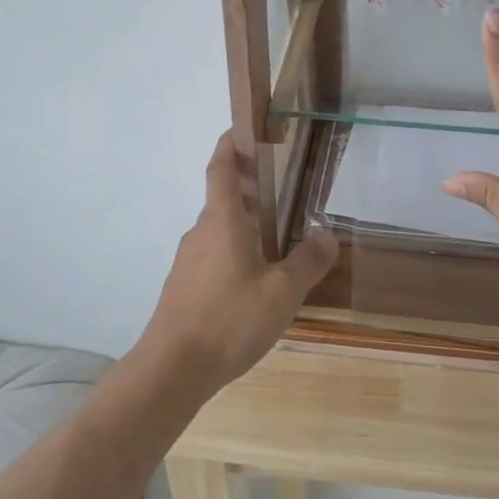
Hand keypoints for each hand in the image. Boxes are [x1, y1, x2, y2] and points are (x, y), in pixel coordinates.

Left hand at [143, 132, 337, 388]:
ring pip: (220, 231)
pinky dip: (235, 255)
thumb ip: (308, 261)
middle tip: (286, 193)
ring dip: (245, 227)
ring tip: (280, 244)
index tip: (244, 129)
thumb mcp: (282, 292)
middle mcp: (201, 232)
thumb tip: (327, 234)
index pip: (222, 168)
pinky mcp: (184, 287)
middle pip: (224, 199)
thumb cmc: (229, 319)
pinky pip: (214, 257)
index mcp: (223, 221)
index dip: (231, 144)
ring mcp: (188, 260)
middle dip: (251, 190)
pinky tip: (256, 285)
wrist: (172, 369)